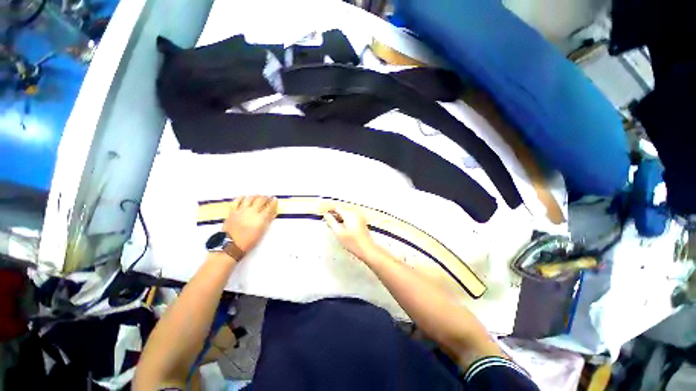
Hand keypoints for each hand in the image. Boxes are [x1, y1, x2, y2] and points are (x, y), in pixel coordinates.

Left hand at [223, 196, 277, 252]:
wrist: (232, 245)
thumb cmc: (250, 240)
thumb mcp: (262, 231)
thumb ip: (268, 220)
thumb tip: (273, 213)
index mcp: (261, 217)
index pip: (270, 206)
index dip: (273, 202)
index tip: (275, 199)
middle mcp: (252, 211)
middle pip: (261, 200)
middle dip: (266, 197)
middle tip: (268, 197)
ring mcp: (241, 210)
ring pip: (250, 198)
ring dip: (255, 196)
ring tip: (258, 195)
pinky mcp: (232, 211)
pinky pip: (236, 201)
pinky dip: (241, 197)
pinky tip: (244, 196)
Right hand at [323, 208, 379, 260]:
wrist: (367, 249)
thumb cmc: (352, 242)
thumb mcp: (338, 232)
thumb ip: (331, 222)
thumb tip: (326, 215)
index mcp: (349, 214)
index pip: (337, 207)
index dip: (330, 210)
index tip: (324, 215)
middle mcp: (355, 213)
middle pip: (342, 209)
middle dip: (334, 214)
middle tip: (328, 222)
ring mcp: (359, 217)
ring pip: (346, 213)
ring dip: (339, 217)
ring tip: (334, 226)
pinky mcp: (361, 222)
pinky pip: (351, 217)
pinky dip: (345, 220)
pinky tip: (342, 228)